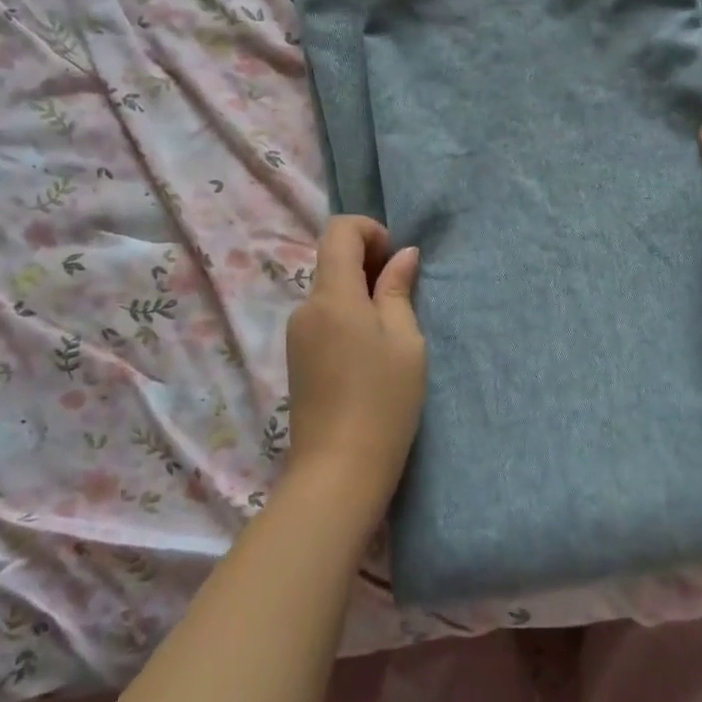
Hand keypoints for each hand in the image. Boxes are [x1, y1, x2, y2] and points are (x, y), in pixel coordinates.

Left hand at [283, 216, 425, 522]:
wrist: (338, 471)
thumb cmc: (383, 401)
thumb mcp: (405, 341)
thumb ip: (398, 290)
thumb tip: (403, 254)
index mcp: (332, 295)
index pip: (339, 230)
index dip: (370, 231)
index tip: (396, 260)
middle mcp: (305, 307)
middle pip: (332, 259)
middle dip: (369, 262)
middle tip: (403, 296)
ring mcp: (296, 334)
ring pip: (329, 290)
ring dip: (359, 292)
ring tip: (391, 330)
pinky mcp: (296, 358)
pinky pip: (323, 317)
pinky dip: (347, 316)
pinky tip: (369, 352)